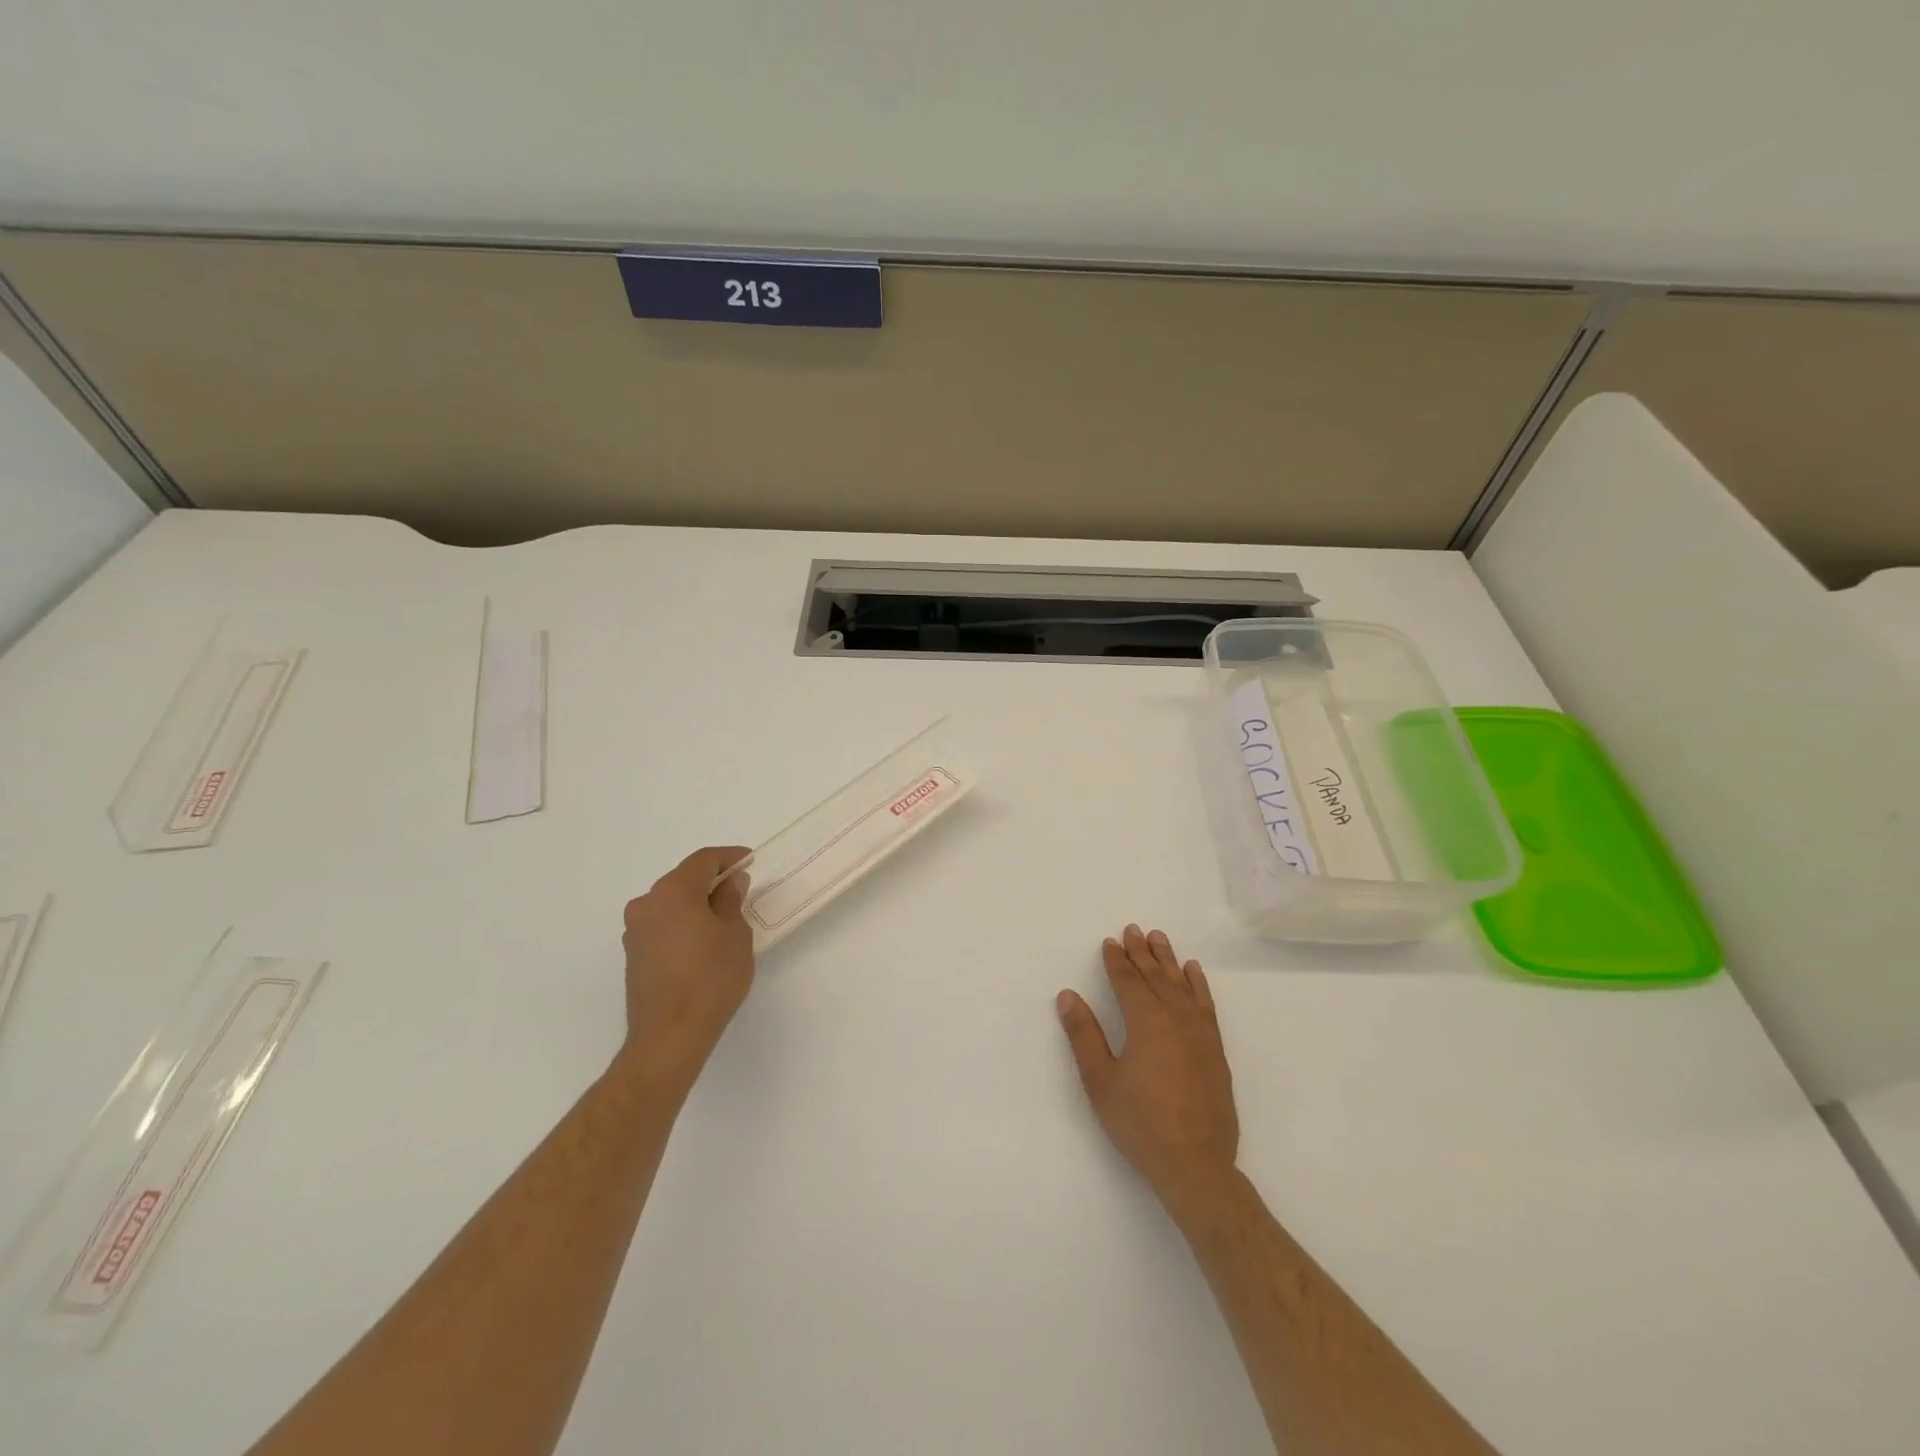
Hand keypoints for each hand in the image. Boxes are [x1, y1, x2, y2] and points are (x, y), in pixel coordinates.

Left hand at [615, 845, 755, 1090]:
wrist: (669, 1036)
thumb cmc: (711, 978)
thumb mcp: (735, 934)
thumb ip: (731, 901)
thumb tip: (729, 883)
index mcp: (673, 892)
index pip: (704, 860)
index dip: (730, 857)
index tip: (750, 861)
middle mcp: (647, 904)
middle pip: (683, 880)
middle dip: (712, 881)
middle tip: (741, 891)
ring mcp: (635, 931)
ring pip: (671, 904)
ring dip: (695, 905)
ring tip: (723, 921)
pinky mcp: (633, 955)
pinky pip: (662, 926)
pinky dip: (682, 925)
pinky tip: (702, 944)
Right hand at [1057, 925, 1238, 1214]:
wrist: (1195, 1164)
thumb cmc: (1140, 1123)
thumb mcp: (1100, 1080)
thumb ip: (1084, 1035)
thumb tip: (1068, 996)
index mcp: (1145, 1022)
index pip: (1128, 982)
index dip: (1117, 961)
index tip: (1110, 942)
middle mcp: (1175, 1018)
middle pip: (1155, 976)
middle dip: (1141, 952)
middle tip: (1133, 929)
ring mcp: (1200, 1032)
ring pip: (1181, 984)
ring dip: (1168, 960)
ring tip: (1159, 938)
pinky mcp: (1215, 1049)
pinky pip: (1206, 1004)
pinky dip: (1198, 984)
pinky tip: (1193, 972)